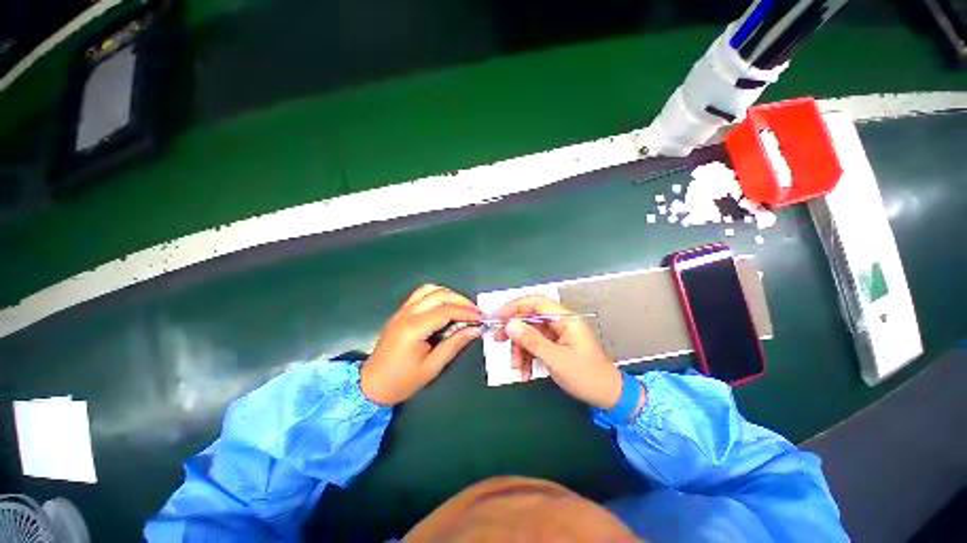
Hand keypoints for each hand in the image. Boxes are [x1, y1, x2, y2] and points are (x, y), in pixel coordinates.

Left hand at [361, 285, 481, 405]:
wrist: (370, 386)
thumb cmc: (402, 381)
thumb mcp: (432, 366)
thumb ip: (454, 344)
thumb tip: (475, 330)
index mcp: (414, 328)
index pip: (446, 311)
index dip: (466, 312)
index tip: (480, 318)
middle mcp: (407, 313)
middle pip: (439, 294)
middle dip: (460, 300)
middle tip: (474, 312)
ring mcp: (402, 310)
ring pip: (429, 289)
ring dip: (448, 294)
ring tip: (461, 307)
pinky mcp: (400, 312)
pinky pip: (420, 294)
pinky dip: (436, 295)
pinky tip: (445, 306)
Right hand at [494, 296, 622, 409]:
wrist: (607, 397)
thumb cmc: (587, 376)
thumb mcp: (556, 359)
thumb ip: (532, 341)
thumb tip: (510, 325)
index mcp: (566, 320)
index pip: (537, 303)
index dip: (516, 306)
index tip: (498, 316)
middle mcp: (560, 323)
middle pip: (530, 319)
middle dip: (514, 331)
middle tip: (498, 339)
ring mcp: (557, 335)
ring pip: (530, 334)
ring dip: (520, 349)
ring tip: (517, 367)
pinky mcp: (555, 346)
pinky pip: (535, 346)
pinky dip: (527, 357)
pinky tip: (524, 371)